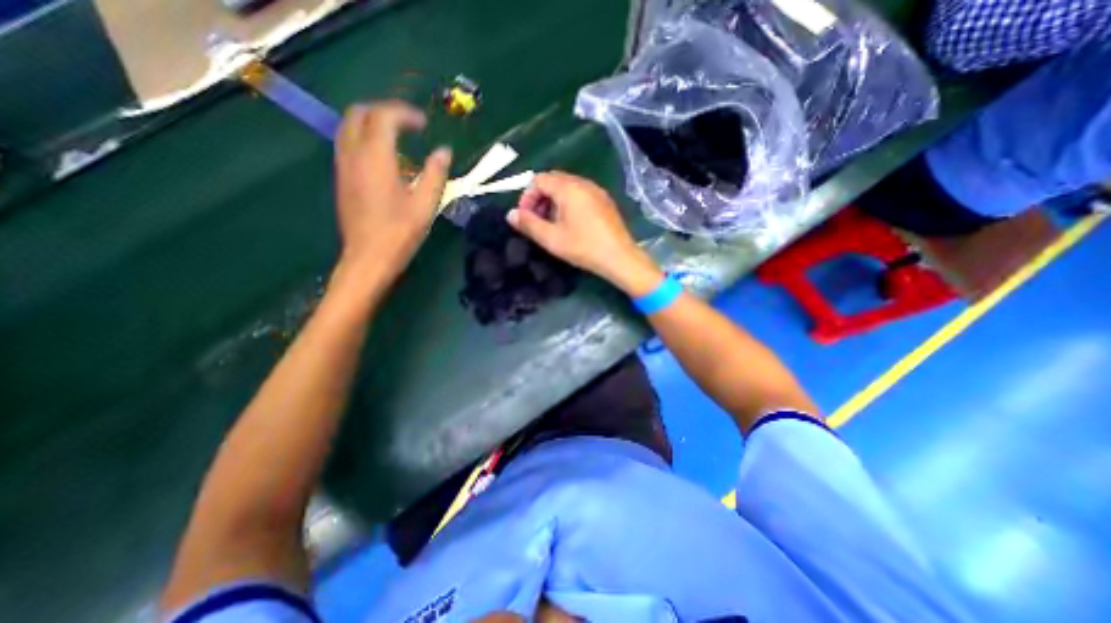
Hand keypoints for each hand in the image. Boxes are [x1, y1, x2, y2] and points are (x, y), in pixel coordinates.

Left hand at [334, 99, 450, 279]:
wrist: (368, 258)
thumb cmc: (400, 232)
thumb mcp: (425, 204)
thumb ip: (436, 174)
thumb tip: (444, 151)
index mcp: (375, 157)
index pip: (384, 116)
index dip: (405, 113)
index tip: (425, 124)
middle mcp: (353, 154)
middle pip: (358, 114)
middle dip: (384, 111)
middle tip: (408, 125)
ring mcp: (343, 166)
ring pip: (349, 127)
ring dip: (372, 124)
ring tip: (398, 139)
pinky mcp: (341, 179)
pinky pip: (347, 145)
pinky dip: (365, 140)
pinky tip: (386, 160)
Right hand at [509, 171, 661, 295]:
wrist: (619, 257)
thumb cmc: (583, 247)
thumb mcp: (551, 238)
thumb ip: (528, 224)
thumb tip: (510, 214)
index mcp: (568, 188)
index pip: (539, 179)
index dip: (527, 197)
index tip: (526, 218)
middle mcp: (583, 183)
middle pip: (553, 180)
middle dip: (540, 198)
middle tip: (537, 221)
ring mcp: (596, 191)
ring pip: (567, 187)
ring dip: (553, 201)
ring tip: (552, 224)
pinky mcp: (604, 201)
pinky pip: (580, 194)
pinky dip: (568, 203)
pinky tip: (570, 224)